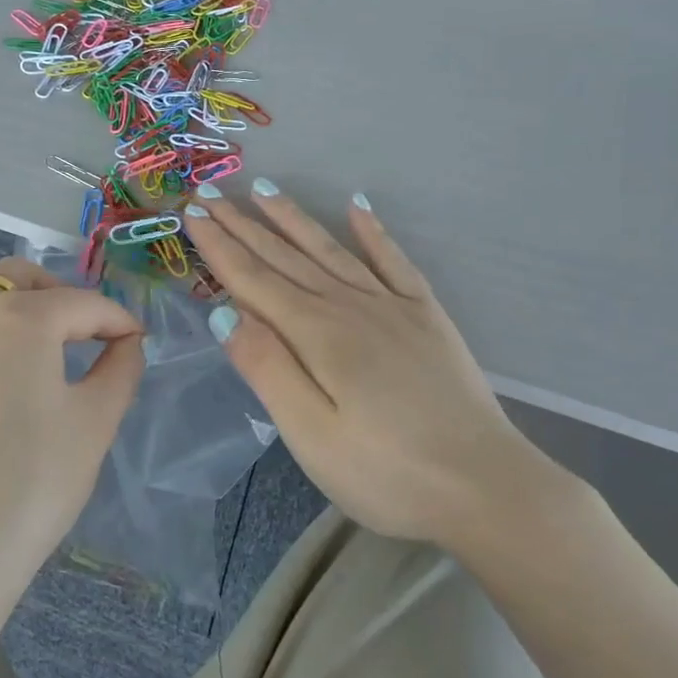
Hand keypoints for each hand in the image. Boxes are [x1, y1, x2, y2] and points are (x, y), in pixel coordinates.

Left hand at [0, 257, 144, 628]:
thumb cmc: (29, 483)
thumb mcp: (93, 424)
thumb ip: (119, 370)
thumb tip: (126, 343)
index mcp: (19, 318)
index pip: (83, 302)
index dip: (119, 320)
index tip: (140, 343)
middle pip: (20, 278)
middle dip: (62, 295)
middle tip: (91, 336)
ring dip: (26, 317)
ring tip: (56, 365)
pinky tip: (13, 396)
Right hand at [182, 184, 585, 554]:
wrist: (485, 488)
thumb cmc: (386, 473)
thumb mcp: (311, 435)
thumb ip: (267, 369)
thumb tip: (223, 313)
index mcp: (317, 334)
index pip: (254, 280)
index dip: (219, 246)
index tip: (192, 212)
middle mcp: (351, 306)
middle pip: (286, 257)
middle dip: (244, 224)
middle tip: (211, 191)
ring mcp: (393, 307)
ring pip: (332, 250)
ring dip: (295, 219)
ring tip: (265, 190)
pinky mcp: (427, 317)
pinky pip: (395, 262)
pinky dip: (375, 234)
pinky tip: (359, 208)